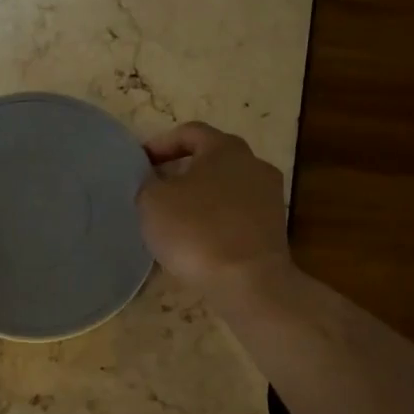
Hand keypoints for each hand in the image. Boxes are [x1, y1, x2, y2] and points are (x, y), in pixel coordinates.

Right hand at [137, 123, 290, 295]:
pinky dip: (215, 220)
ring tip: (174, 218)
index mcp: (225, 148)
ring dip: (200, 197)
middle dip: (181, 171)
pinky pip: (236, 215)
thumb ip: (147, 182)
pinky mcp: (273, 228)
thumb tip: (153, 179)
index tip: (140, 164)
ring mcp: (268, 197)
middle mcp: (253, 164)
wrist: (248, 281)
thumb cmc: (196, 230)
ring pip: (225, 188)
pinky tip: (197, 240)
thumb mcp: (152, 201)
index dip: (161, 144)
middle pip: (211, 159)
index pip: (190, 132)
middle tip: (155, 189)